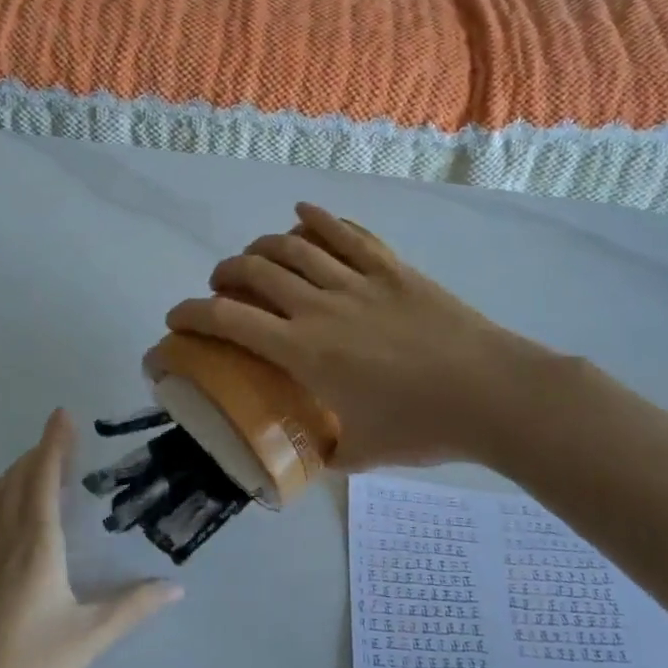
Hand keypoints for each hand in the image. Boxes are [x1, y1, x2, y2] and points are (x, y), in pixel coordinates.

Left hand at [0, 411, 181, 667]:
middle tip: (61, 440)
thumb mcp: (88, 640)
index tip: (63, 414)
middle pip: (17, 481)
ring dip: (14, 472)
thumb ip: (133, 608)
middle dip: (38, 454)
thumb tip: (176, 588)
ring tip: (34, 467)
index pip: (43, 479)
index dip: (54, 443)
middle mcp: (2, 541)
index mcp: (35, 546)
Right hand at [166, 204, 561, 469]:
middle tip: (221, 287)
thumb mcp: (364, 453)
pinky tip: (302, 213)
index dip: (191, 314)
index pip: (228, 320)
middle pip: (253, 271)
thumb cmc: (423, 427)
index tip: (176, 319)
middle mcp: (319, 306)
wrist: (492, 393)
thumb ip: (330, 452)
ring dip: (262, 246)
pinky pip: (346, 232)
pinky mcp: (391, 267)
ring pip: (293, 246)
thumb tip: (316, 454)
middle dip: (224, 274)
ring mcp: (357, 280)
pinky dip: (318, 218)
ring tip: (255, 257)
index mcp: (304, 352)